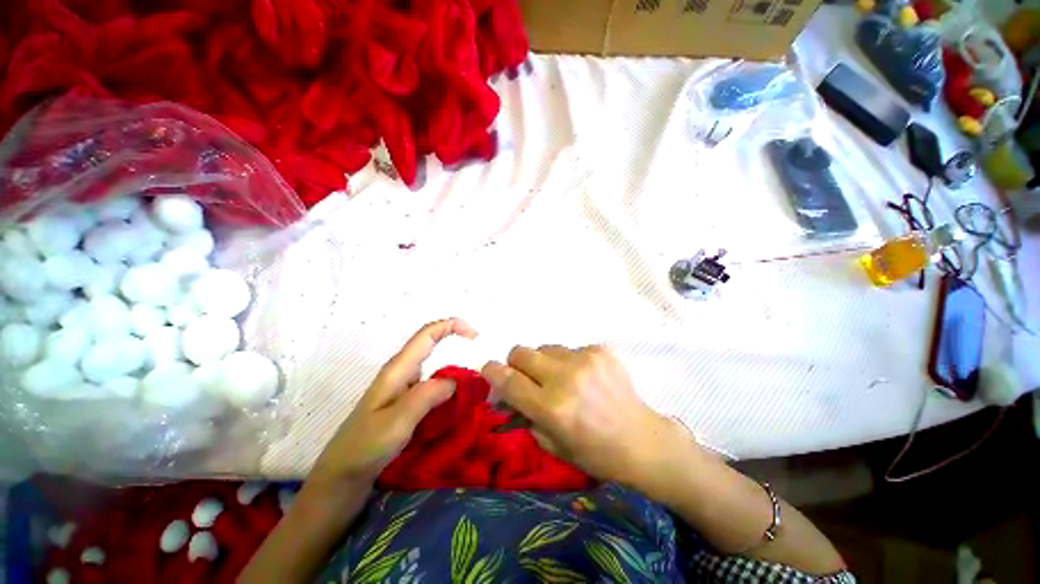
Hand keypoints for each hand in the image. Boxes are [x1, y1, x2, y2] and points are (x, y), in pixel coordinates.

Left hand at [312, 318, 477, 485]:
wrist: (340, 480)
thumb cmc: (364, 448)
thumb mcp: (396, 422)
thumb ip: (426, 396)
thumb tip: (455, 381)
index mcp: (398, 369)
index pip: (427, 334)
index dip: (452, 326)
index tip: (475, 337)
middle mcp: (401, 374)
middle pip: (432, 346)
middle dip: (457, 344)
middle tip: (480, 362)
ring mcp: (403, 390)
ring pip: (434, 369)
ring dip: (455, 371)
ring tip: (475, 387)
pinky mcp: (406, 406)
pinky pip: (433, 389)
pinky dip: (449, 390)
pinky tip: (458, 404)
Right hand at [482, 345, 687, 487]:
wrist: (642, 441)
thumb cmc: (595, 453)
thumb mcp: (551, 444)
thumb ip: (524, 414)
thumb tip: (506, 392)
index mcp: (552, 408)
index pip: (508, 379)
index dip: (492, 371)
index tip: (489, 370)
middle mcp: (566, 378)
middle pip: (522, 352)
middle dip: (516, 363)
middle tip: (527, 377)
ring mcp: (585, 359)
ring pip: (545, 347)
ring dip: (544, 361)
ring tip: (561, 378)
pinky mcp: (601, 350)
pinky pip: (570, 348)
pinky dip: (569, 361)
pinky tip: (584, 377)